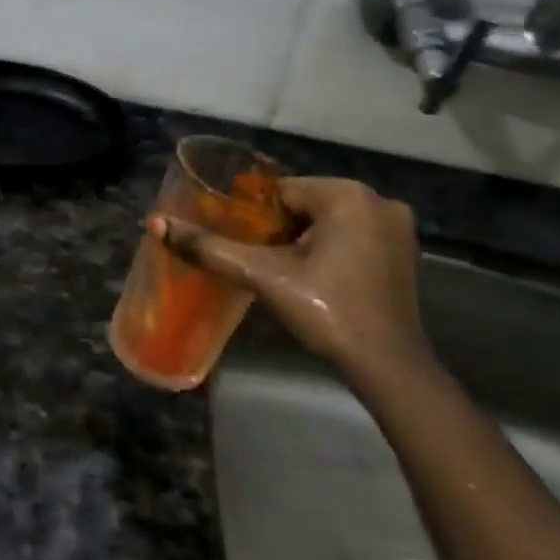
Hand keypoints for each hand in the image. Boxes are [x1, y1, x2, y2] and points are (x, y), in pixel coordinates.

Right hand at [149, 176, 425, 380]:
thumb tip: (155, 223)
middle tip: (260, 261)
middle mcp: (377, 200)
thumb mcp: (262, 275)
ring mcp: (397, 226)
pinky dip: (331, 249)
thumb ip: (209, 247)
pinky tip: (318, 278)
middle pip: (305, 204)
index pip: (280, 192)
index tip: (243, 244)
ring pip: (328, 220)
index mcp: (346, 194)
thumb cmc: (326, 311)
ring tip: (284, 272)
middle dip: (280, 229)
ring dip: (304, 240)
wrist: (388, 368)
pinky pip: (352, 235)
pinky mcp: (405, 252)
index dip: (256, 218)